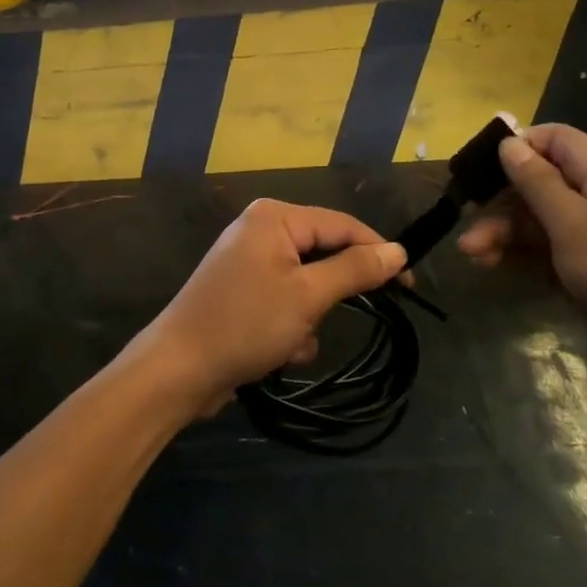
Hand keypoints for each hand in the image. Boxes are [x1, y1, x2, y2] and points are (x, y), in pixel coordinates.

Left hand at [134, 199, 406, 415]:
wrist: (178, 369)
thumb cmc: (245, 323)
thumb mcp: (308, 296)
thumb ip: (355, 269)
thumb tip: (398, 251)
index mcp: (275, 217)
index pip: (342, 224)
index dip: (378, 252)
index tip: (409, 284)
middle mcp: (261, 230)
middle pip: (323, 254)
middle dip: (330, 296)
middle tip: (334, 318)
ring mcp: (249, 263)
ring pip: (307, 285)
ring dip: (309, 318)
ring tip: (290, 340)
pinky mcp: (243, 294)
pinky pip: (285, 303)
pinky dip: (290, 328)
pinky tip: (277, 353)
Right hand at [457, 124, 586, 377]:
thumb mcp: (574, 225)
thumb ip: (538, 182)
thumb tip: (509, 143)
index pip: (552, 138)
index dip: (516, 147)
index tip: (480, 169)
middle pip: (535, 180)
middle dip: (499, 200)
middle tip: (468, 221)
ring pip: (533, 216)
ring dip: (500, 230)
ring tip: (471, 253)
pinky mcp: (582, 264)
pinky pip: (540, 247)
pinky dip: (515, 253)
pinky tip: (489, 265)